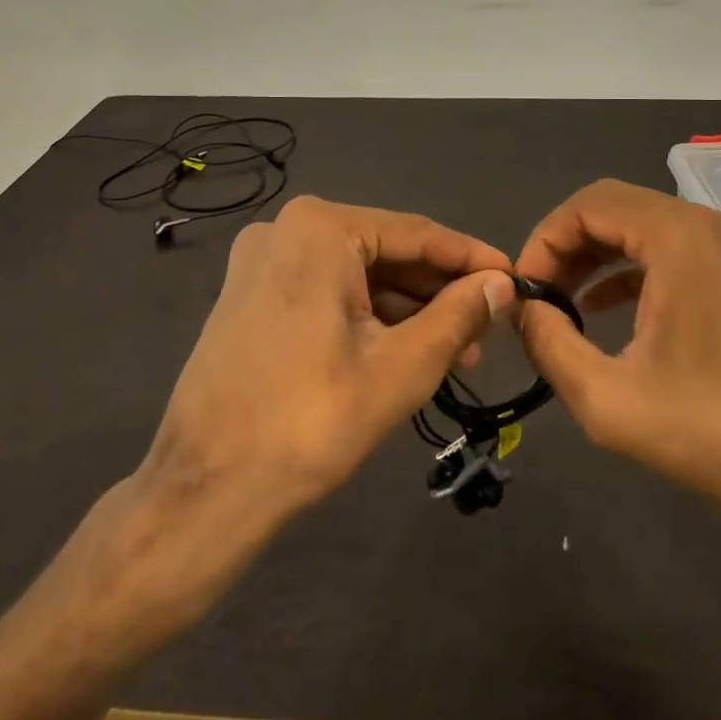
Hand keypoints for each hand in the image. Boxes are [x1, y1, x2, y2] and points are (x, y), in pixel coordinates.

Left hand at [142, 195, 513, 531]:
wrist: (205, 491)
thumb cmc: (311, 421)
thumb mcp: (401, 367)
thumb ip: (458, 316)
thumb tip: (503, 284)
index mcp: (319, 228)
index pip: (417, 233)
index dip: (471, 259)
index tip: (516, 279)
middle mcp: (285, 229)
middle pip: (385, 252)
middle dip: (439, 290)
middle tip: (490, 326)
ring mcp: (262, 262)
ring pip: (356, 275)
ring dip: (407, 308)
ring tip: (459, 350)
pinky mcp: (250, 296)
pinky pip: (326, 292)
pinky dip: (368, 317)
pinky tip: (405, 349)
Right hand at [514, 179, 720, 654]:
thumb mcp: (611, 402)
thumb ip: (550, 346)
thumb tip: (523, 309)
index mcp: (678, 238)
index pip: (587, 205)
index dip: (543, 241)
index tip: (523, 290)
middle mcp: (707, 224)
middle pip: (613, 209)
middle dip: (565, 247)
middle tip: (538, 297)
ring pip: (641, 227)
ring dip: (595, 258)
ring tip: (563, 306)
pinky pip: (670, 251)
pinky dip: (629, 270)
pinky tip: (607, 313)